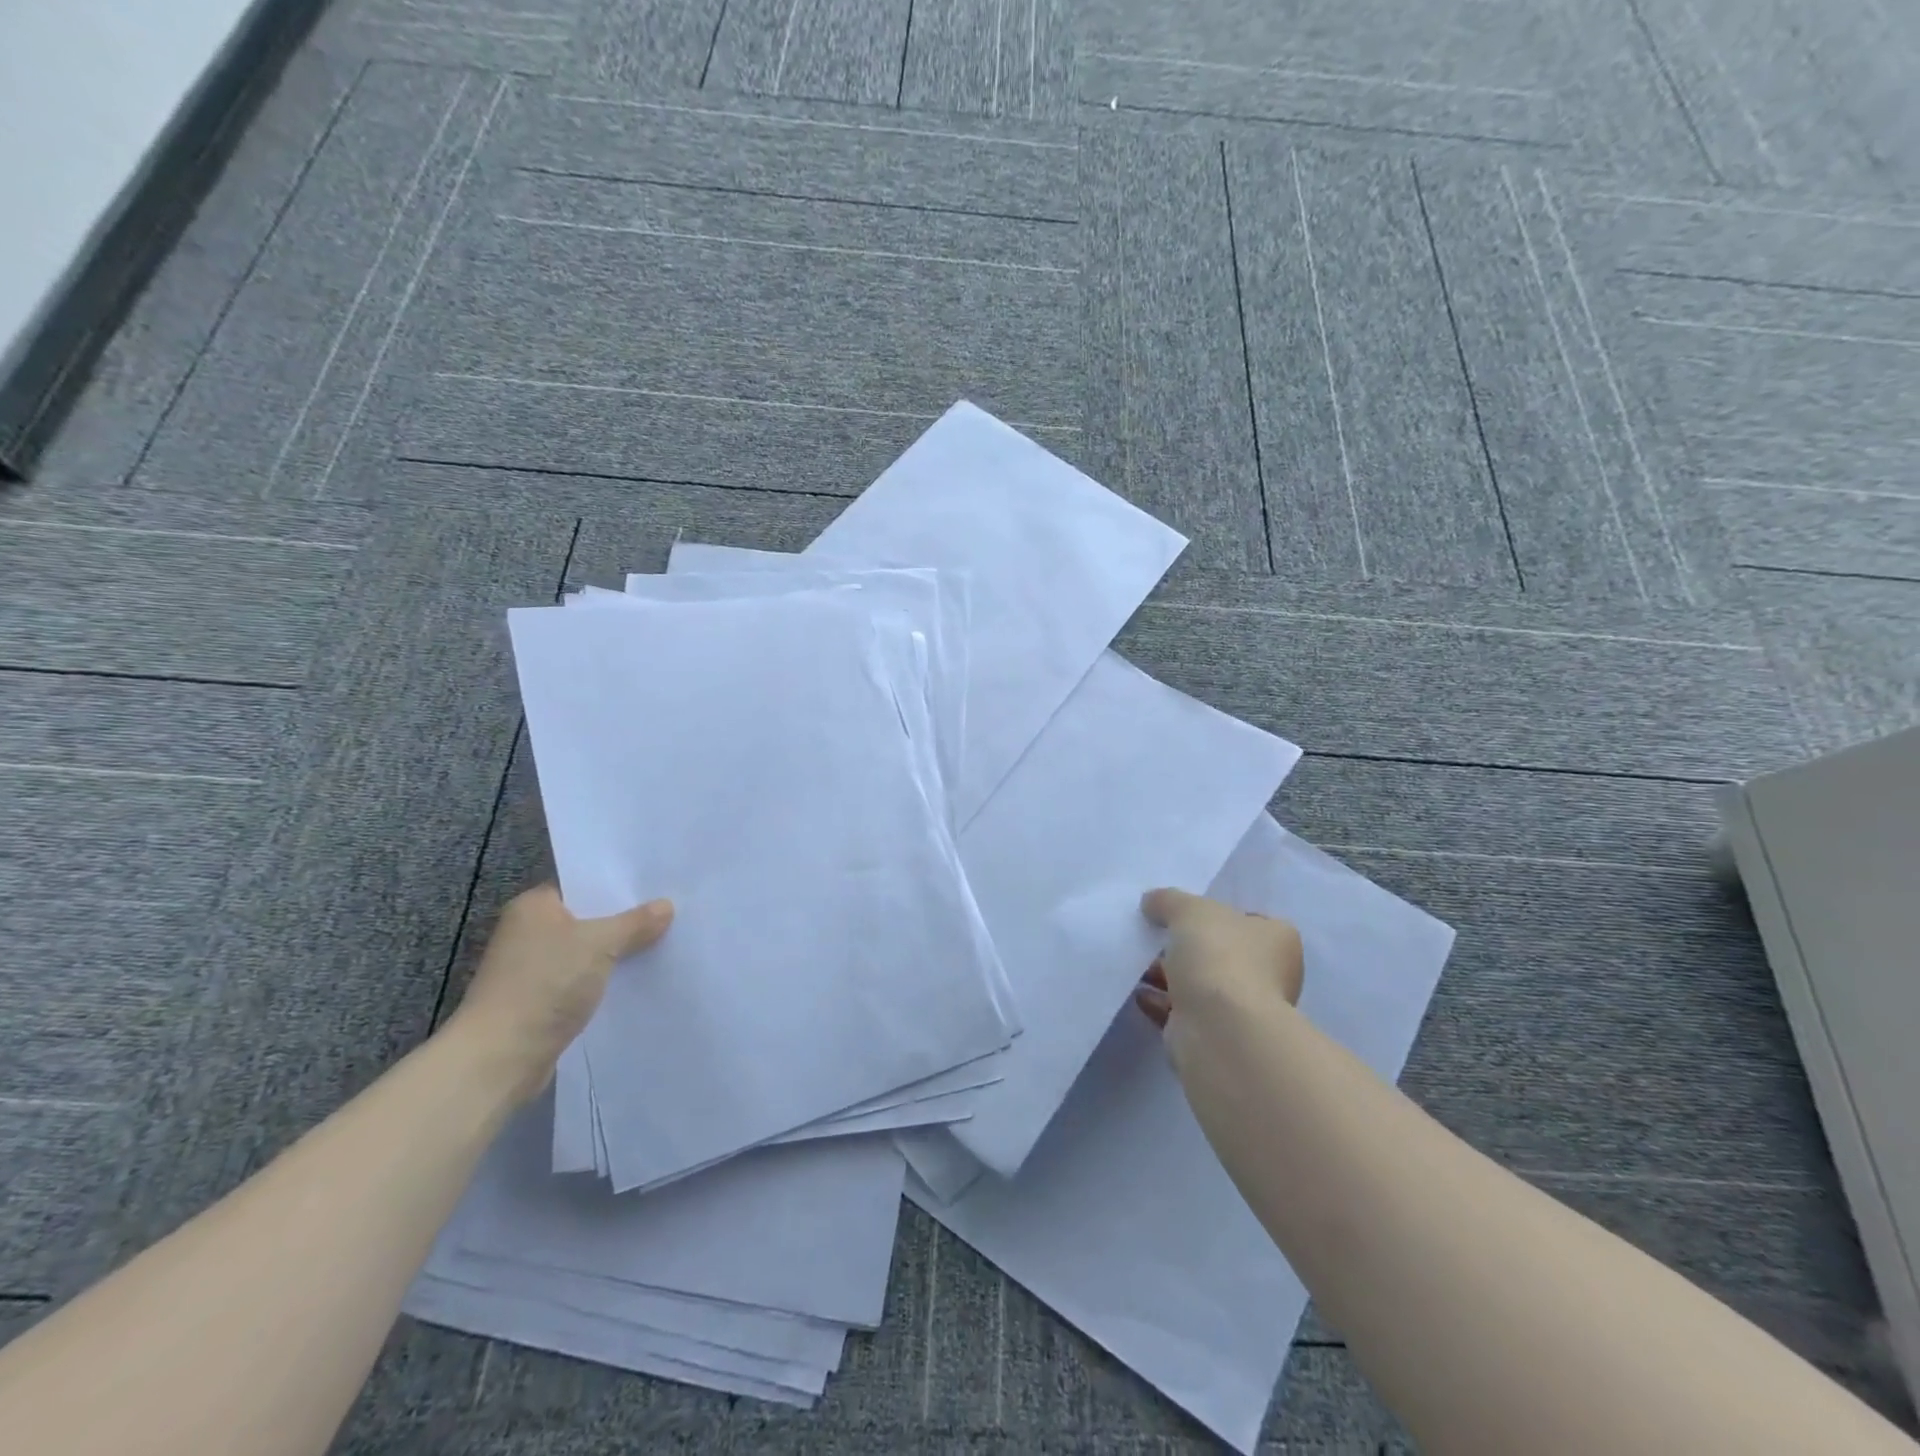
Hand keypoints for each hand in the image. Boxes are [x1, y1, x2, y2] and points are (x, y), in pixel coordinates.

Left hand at [448, 884, 673, 1103]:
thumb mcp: (600, 944)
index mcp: (533, 906)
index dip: (618, 886)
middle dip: (624, 920)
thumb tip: (667, 905)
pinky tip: (637, 979)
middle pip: (587, 918)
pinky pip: (582, 980)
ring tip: (663, 943)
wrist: (500, 1058)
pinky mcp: (540, 1001)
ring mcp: (532, 969)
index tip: (656, 886)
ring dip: (617, 953)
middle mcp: (528, 932)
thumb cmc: (545, 985)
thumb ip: (635, 923)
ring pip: (587, 952)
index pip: (582, 885)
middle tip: (670, 912)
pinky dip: (605, 980)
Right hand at [1134, 888, 1303, 1074]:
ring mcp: (1242, 1009)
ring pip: (1200, 983)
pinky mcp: (1216, 1035)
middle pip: (1221, 952)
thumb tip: (1152, 902)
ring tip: (1137, 963)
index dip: (1218, 914)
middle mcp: (1268, 974)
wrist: (1220, 1028)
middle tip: (1154, 936)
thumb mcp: (1189, 909)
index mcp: (1276, 940)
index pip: (1250, 920)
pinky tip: (1138, 993)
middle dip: (1186, 946)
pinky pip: (1183, 1011)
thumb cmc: (1218, 956)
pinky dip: (1161, 1002)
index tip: (1186, 913)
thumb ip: (1169, 900)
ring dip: (1168, 975)